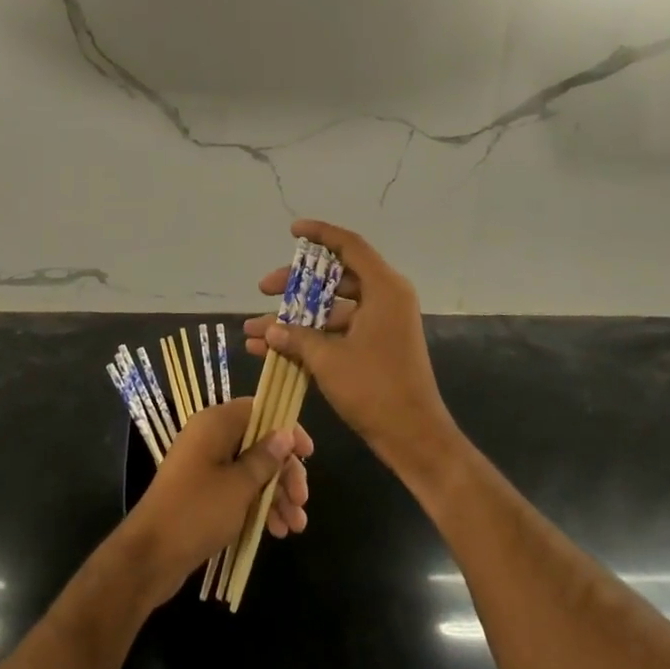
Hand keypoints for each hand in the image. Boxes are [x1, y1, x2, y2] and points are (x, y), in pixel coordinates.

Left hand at [117, 398, 312, 605]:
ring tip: (295, 526)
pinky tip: (276, 531)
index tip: (308, 454)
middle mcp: (210, 438)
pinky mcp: (203, 493)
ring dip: (276, 494)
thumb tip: (285, 432)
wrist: (150, 556)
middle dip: (284, 472)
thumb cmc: (197, 511)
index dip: (286, 429)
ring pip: (251, 470)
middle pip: (259, 443)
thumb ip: (265, 458)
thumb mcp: (239, 485)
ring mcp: (205, 466)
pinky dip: (258, 505)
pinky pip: (238, 490)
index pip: (259, 410)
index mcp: (215, 424)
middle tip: (302, 501)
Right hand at [244, 219, 455, 475]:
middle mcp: (386, 299)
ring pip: (332, 308)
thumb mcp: (328, 359)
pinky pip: (338, 330)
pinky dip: (310, 337)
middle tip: (264, 289)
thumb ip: (296, 337)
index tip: (292, 230)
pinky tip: (273, 351)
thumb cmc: (374, 388)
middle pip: (335, 278)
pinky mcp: (376, 346)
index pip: (349, 246)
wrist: (414, 437)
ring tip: (256, 331)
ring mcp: (381, 324)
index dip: (320, 234)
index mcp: (384, 289)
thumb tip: (269, 328)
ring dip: (296, 319)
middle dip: (295, 285)